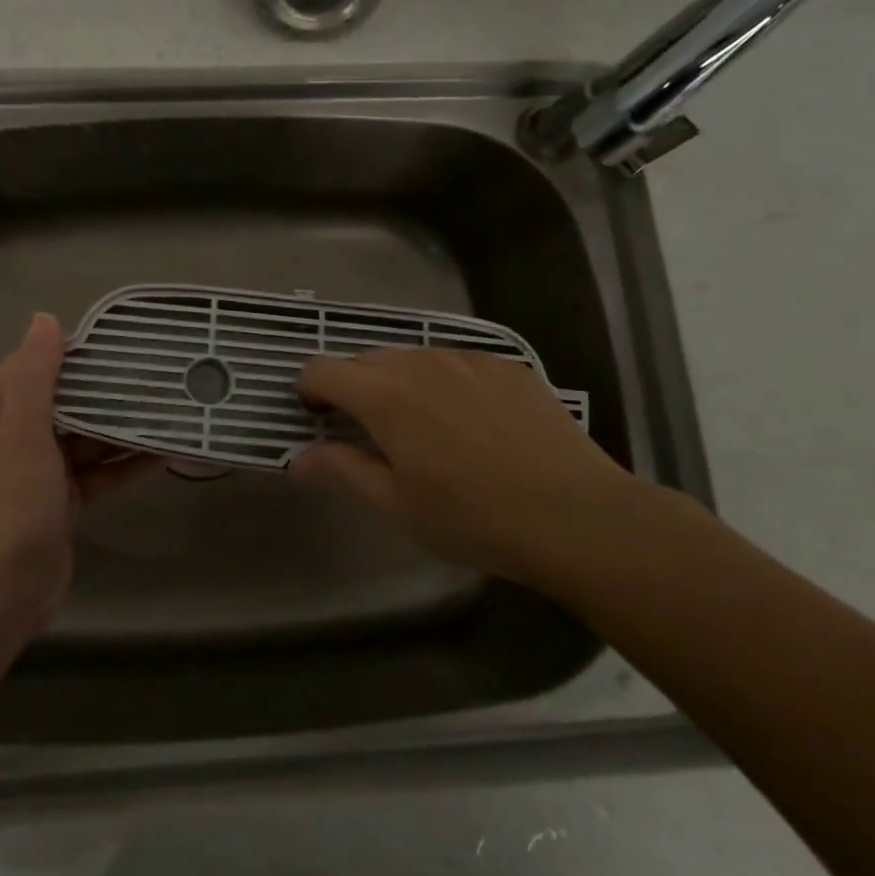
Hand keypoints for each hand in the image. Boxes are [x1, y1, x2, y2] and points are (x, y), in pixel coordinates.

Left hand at [0, 313, 153, 631]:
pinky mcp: (68, 499)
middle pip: (69, 399)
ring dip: (122, 424)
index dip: (69, 348)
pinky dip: (128, 462)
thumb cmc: (14, 500)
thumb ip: (35, 376)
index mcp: (2, 412)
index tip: (113, 337)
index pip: (35, 365)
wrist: (8, 585)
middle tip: (152, 369)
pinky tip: (165, 453)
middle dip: (105, 386)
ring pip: (90, 435)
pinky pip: (103, 470)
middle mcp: (22, 435)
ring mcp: (46, 469)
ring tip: (166, 405)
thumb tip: (46, 318)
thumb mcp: (23, 430)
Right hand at [292, 347, 658, 595]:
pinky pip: (457, 363)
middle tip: (369, 432)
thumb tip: (297, 460)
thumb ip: (341, 470)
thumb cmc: (473, 517)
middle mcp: (420, 362)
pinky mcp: (507, 365)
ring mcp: (468, 358)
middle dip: (354, 388)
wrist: (576, 515)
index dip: (310, 390)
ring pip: (413, 358)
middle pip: (365, 359)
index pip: (323, 369)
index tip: (318, 419)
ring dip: (400, 383)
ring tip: (425, 428)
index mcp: (384, 394)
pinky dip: (445, 383)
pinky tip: (473, 423)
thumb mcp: (396, 505)